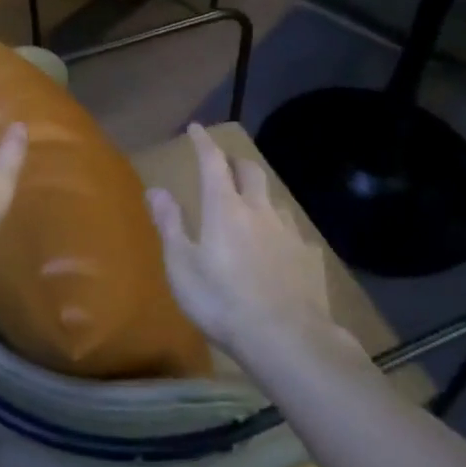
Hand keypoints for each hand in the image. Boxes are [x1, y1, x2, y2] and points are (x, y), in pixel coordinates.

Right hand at [147, 123, 338, 356]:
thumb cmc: (222, 301)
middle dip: (236, 161)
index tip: (197, 128)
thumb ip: (170, 224)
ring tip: (251, 206)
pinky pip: (294, 233)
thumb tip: (156, 189)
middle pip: (250, 171)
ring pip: (274, 200)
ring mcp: (289, 232)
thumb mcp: (182, 266)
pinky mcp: (309, 256)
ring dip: (259, 195)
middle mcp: (259, 210)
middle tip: (225, 163)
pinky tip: (280, 249)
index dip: (204, 143)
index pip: (212, 163)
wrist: (286, 338)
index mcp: (225, 208)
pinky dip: (280, 232)